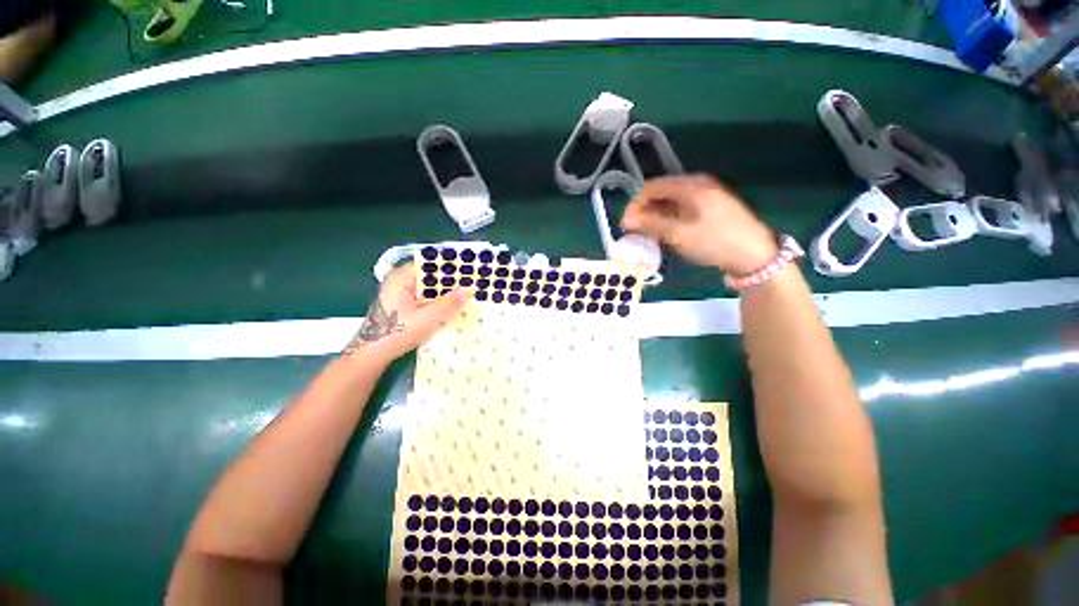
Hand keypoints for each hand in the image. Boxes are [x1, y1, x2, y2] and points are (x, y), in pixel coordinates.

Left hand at [345, 263, 471, 362]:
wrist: (374, 354)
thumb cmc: (398, 332)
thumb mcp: (428, 318)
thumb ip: (449, 303)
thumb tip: (469, 290)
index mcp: (401, 277)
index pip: (429, 264)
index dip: (449, 267)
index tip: (468, 271)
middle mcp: (399, 281)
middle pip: (429, 276)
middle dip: (449, 281)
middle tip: (471, 284)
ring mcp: (400, 294)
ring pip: (428, 289)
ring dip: (444, 293)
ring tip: (466, 295)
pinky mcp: (402, 306)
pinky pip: (424, 298)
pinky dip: (436, 301)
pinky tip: (451, 307)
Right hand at [622, 175, 777, 274]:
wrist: (754, 254)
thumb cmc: (715, 241)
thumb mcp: (679, 234)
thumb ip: (651, 223)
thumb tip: (625, 218)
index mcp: (690, 185)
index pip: (652, 188)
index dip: (635, 205)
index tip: (625, 224)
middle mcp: (697, 184)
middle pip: (661, 193)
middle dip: (644, 211)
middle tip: (634, 231)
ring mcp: (705, 196)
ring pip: (670, 202)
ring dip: (655, 216)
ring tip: (646, 234)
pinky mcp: (710, 208)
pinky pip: (681, 208)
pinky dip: (668, 219)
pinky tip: (664, 233)